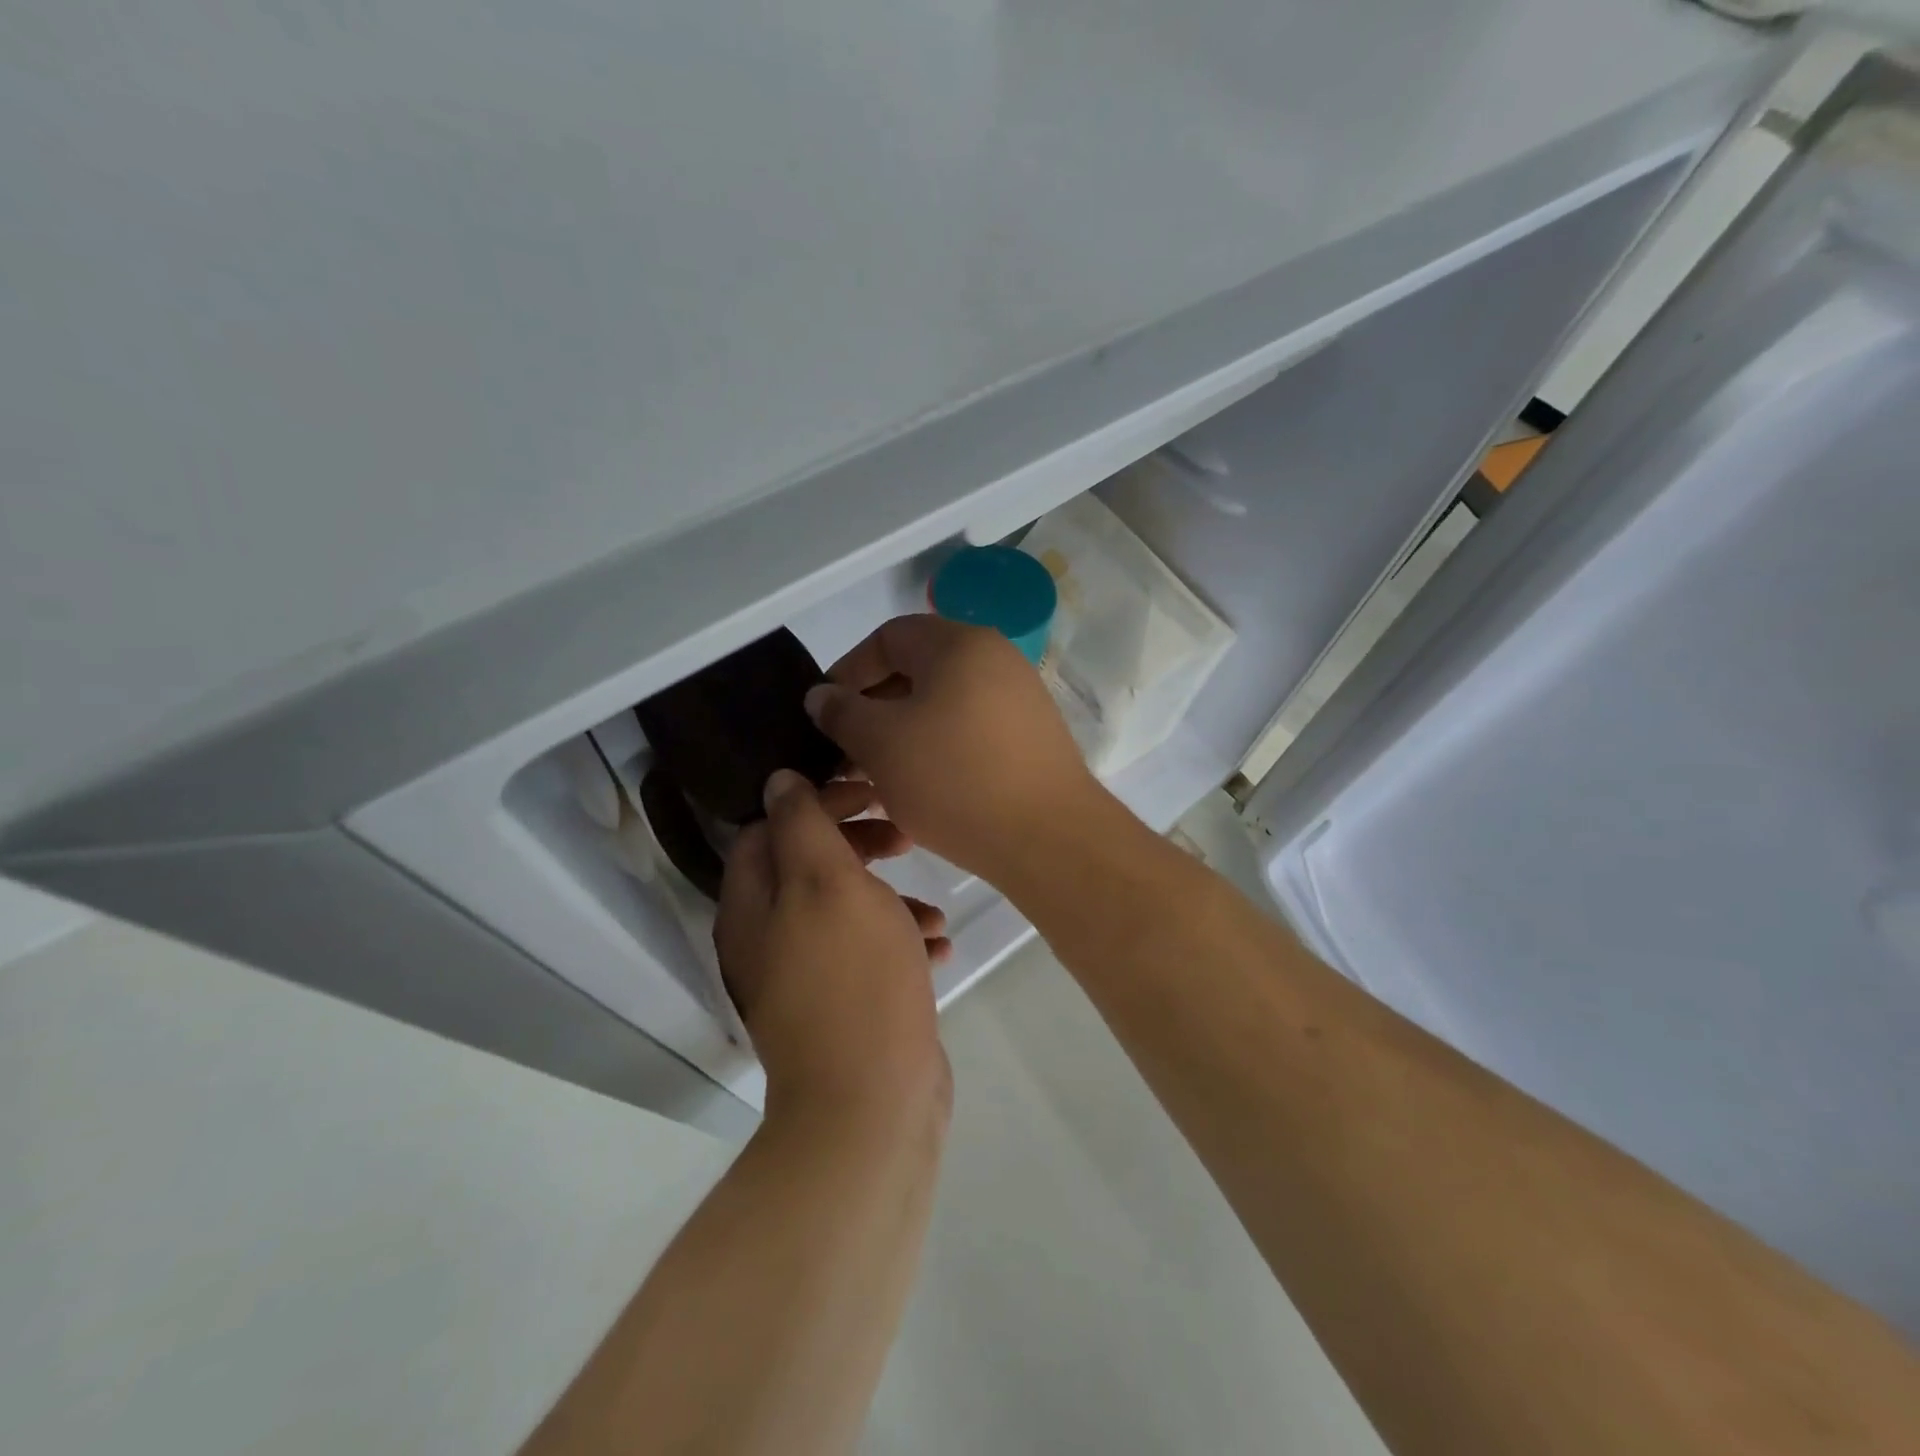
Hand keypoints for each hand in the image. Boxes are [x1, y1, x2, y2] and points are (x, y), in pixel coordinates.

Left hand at [715, 771, 951, 1120]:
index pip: (770, 826)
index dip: (817, 801)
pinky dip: (898, 941)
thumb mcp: (828, 882)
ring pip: (844, 910)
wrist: (872, 1101)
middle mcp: (767, 938)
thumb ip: (802, 824)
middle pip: (807, 866)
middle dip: (857, 844)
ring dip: (887, 896)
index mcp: (752, 905)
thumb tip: (777, 781)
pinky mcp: (841, 1005)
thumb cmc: (853, 977)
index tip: (869, 793)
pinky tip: (938, 947)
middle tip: (902, 835)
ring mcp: (803, 976)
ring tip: (931, 905)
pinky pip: (867, 954)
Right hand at [804, 614, 1101, 883]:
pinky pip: (968, 732)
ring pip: (941, 706)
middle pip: (917, 671)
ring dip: (901, 735)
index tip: (823, 712)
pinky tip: (916, 790)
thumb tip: (822, 695)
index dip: (847, 671)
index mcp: (960, 644)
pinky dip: (936, 751)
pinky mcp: (1030, 739)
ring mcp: (1019, 699)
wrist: (1048, 838)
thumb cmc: (954, 779)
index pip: (888, 637)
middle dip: (872, 709)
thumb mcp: (881, 743)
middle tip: (845, 751)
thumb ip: (842, 712)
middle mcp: (995, 659)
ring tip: (873, 777)